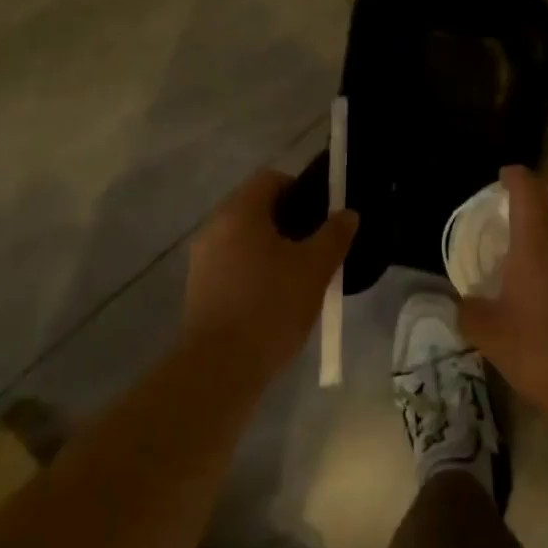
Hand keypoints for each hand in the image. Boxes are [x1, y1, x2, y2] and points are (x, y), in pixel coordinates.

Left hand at [183, 169, 357, 381]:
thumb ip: (334, 235)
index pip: (271, 179)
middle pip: (257, 207)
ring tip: (301, 274)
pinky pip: (233, 262)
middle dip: (290, 221)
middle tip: (317, 245)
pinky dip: (255, 268)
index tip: (322, 216)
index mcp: (239, 212)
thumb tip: (348, 213)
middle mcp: (214, 227)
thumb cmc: (270, 307)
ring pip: (245, 237)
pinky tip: (276, 297)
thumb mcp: (315, 269)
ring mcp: (202, 259)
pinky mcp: (199, 287)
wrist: (220, 368)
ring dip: (273, 247)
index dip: (301, 190)